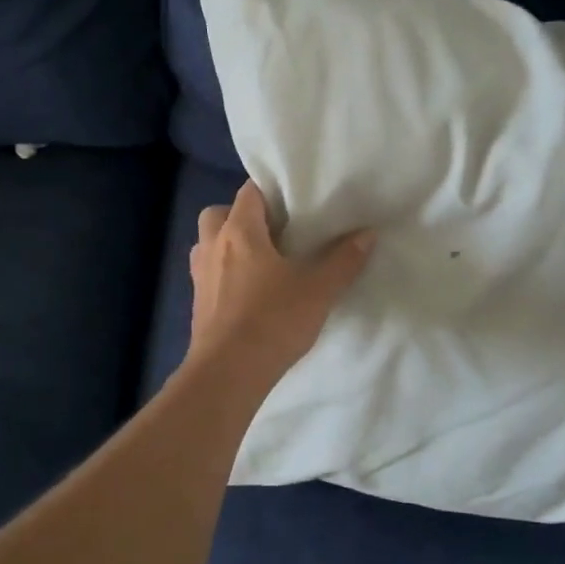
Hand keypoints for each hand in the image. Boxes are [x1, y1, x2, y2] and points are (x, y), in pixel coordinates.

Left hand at [188, 182, 374, 378]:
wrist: (228, 372)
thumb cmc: (272, 321)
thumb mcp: (318, 290)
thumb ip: (343, 260)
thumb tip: (367, 233)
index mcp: (239, 231)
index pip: (249, 192)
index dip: (271, 191)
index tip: (295, 201)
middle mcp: (212, 246)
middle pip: (219, 214)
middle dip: (241, 216)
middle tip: (273, 233)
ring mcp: (199, 275)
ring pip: (209, 244)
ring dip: (228, 245)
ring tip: (260, 261)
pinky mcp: (197, 303)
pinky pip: (208, 274)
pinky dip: (224, 274)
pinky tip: (248, 293)